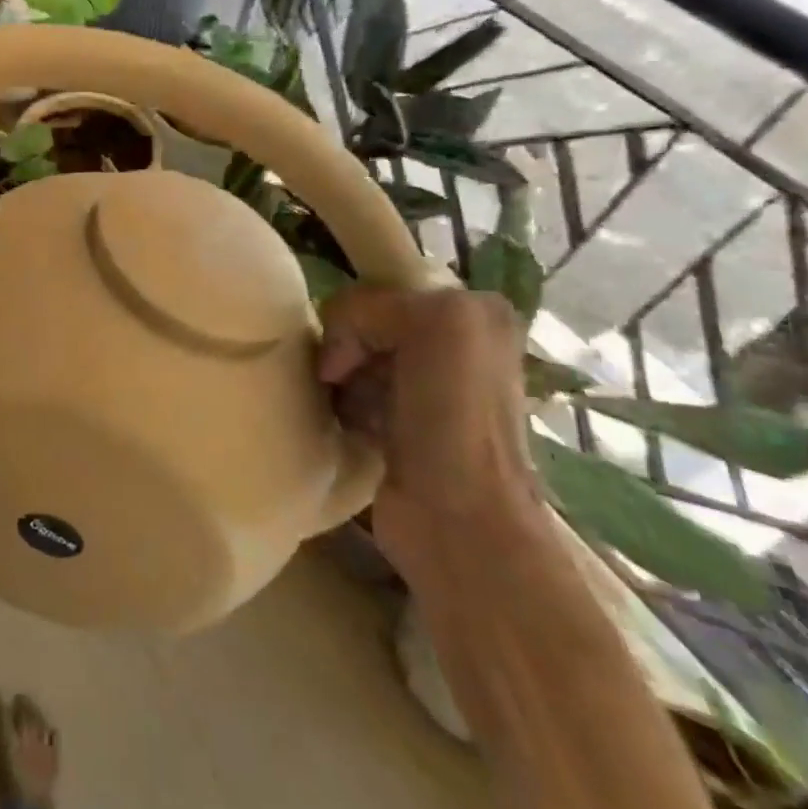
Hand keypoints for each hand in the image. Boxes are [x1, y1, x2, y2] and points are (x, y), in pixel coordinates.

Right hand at [315, 286, 540, 573]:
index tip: (345, 355)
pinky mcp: (400, 427)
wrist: (458, 518)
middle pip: (365, 324)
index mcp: (474, 313)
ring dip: (338, 379)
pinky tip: (346, 425)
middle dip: (344, 348)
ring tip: (343, 407)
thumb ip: (371, 307)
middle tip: (338, 381)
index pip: (383, 290)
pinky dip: (339, 404)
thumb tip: (333, 352)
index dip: (356, 316)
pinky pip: (351, 394)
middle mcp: (455, 345)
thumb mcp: (432, 325)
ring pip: (354, 358)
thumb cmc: (452, 418)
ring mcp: (427, 389)